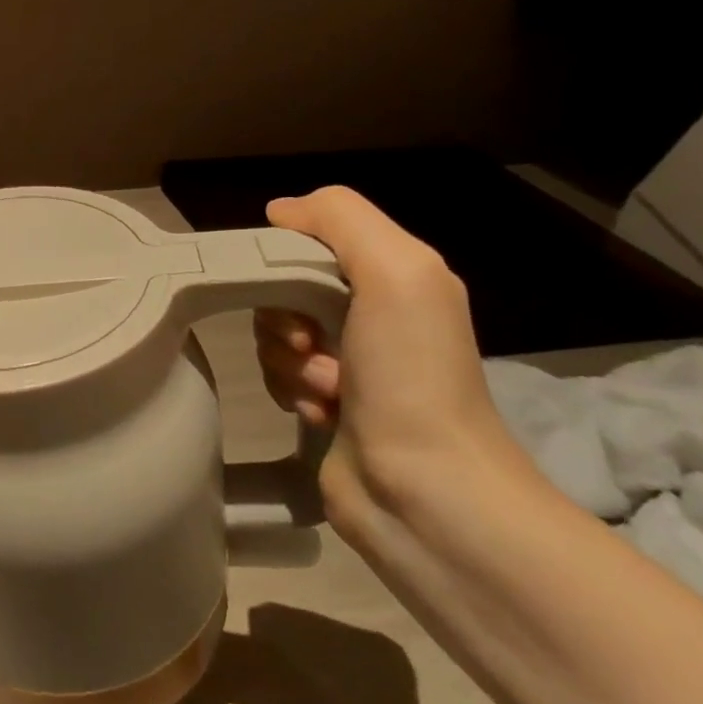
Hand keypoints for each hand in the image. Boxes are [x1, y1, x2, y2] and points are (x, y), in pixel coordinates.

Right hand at [252, 186, 532, 539]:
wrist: (426, 493)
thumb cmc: (412, 375)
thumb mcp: (396, 272)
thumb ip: (340, 219)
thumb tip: (279, 211)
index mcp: (397, 276)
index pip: (313, 239)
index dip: (287, 257)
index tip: (287, 287)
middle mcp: (375, 314)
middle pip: (286, 287)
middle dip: (283, 316)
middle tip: (309, 344)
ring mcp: (351, 362)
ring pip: (276, 333)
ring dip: (288, 360)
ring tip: (327, 391)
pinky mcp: (328, 403)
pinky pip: (279, 374)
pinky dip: (290, 390)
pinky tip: (321, 413)